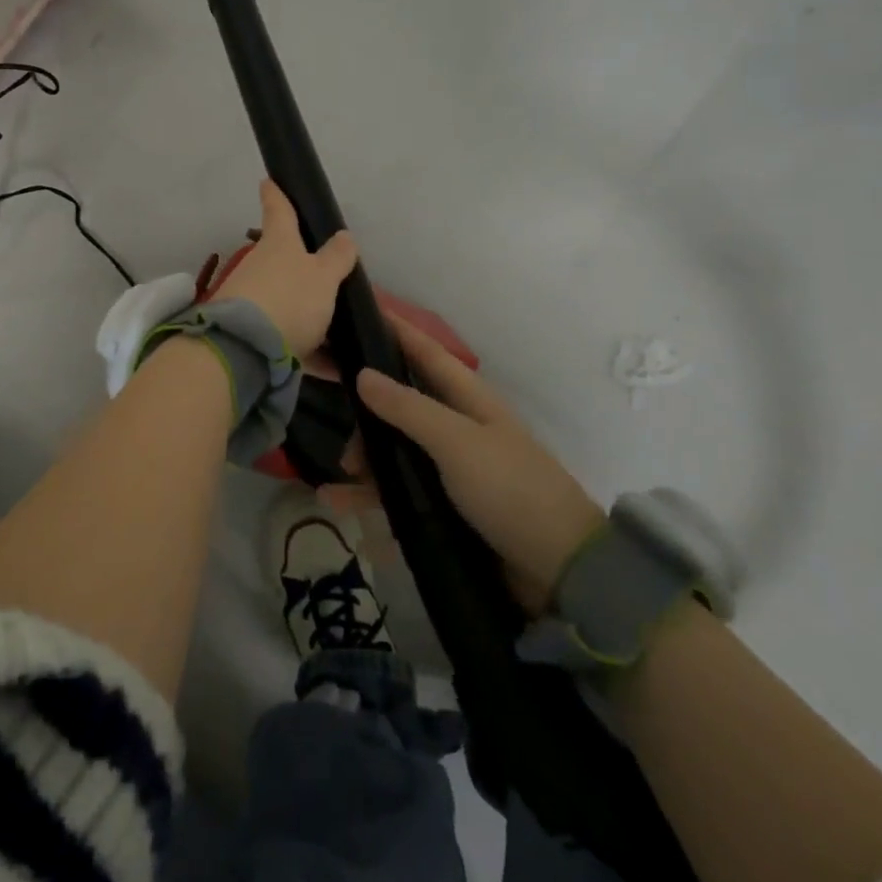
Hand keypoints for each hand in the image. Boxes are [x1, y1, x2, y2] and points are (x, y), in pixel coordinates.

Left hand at [213, 180, 358, 356]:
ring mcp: (252, 301)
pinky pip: (289, 338)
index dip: (275, 193)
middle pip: (283, 260)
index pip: (278, 209)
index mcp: (279, 243)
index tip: (268, 181)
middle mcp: (261, 267)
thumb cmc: (290, 299)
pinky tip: (335, 366)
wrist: (245, 350)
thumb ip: (336, 258)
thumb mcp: (324, 277)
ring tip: (342, 329)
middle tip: (331, 276)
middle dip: (301, 266)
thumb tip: (344, 235)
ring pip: (287, 301)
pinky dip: (311, 349)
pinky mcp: (252, 335)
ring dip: (310, 314)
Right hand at [354, 320, 604, 614]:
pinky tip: (340, 505)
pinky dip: (369, 498)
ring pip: (394, 450)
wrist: (559, 571)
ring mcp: (450, 469)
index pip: (423, 351)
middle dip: (363, 403)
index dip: (394, 329)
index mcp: (467, 400)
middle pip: (400, 401)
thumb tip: (362, 374)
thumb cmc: (510, 490)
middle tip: (322, 394)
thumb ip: (408, 409)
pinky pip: (397, 494)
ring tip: (337, 475)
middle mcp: (456, 427)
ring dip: (364, 458)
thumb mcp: (457, 443)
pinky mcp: (445, 507)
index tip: (355, 310)